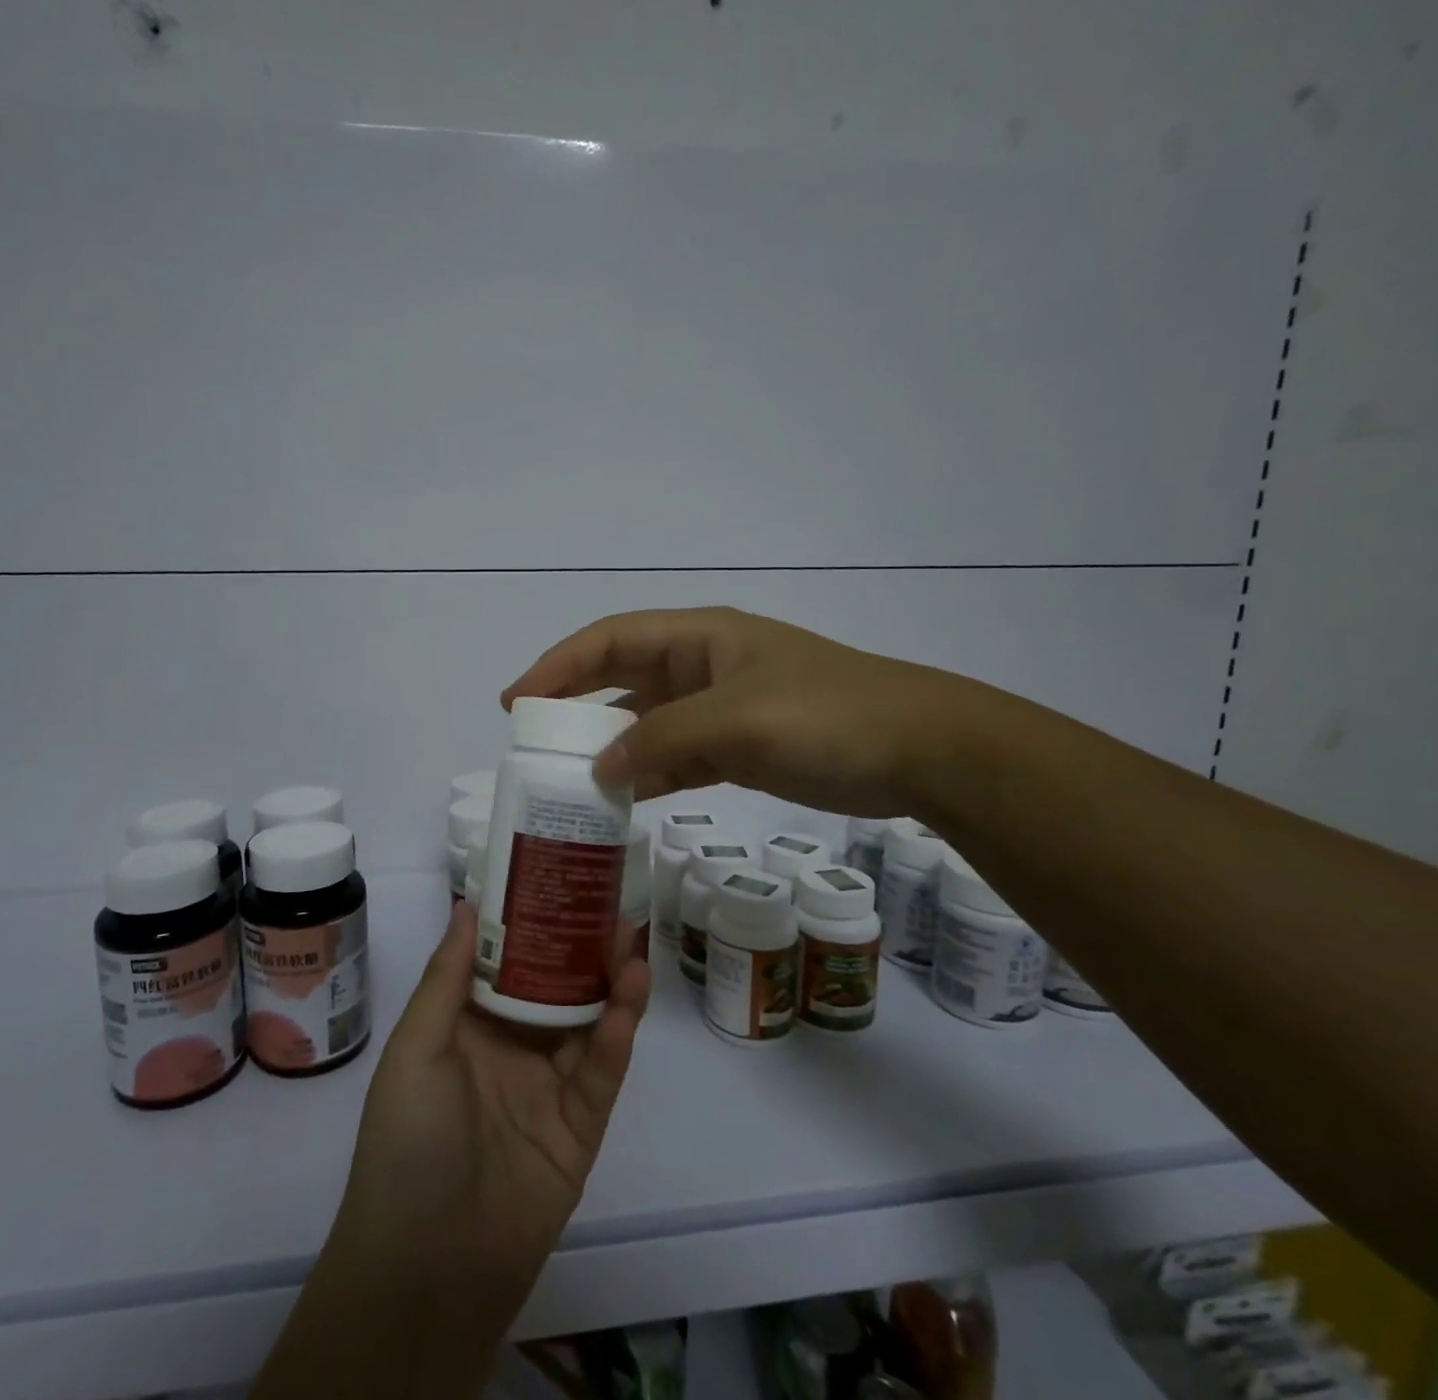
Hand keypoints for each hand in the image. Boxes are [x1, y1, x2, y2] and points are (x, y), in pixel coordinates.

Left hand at [253, 912, 646, 1399]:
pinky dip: (617, 1033)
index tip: (553, 880)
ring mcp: (548, 1086)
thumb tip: (469, 904)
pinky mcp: (580, 1126)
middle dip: (580, 946)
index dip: (529, 922)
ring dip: (609, 981)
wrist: (428, 1269)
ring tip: (630, 937)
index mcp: (468, 1026)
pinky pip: (601, 1071)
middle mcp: (510, 1047)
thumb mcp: (417, 1048)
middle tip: (609, 902)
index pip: (505, 961)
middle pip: (554, 985)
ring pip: (586, 1021)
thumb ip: (448, 978)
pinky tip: (631, 994)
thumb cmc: (408, 1141)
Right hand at [501, 606, 981, 814]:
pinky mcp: (738, 748)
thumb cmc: (825, 716)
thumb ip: (660, 739)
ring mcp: (720, 709)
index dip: (559, 665)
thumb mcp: (735, 719)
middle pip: (622, 678)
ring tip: (567, 778)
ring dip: (610, 746)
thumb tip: (600, 770)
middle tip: (532, 738)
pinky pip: (676, 757)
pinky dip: (648, 774)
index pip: (611, 640)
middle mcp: (703, 667)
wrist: (918, 751)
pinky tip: (622, 799)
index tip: (518, 701)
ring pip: (647, 723)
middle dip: (575, 703)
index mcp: (700, 638)